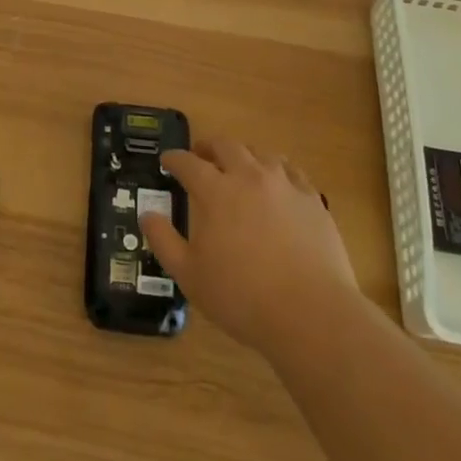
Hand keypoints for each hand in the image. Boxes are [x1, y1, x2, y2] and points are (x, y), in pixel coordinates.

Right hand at [139, 139, 360, 357]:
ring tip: (240, 168)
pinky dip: (278, 171)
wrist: (311, 315)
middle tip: (201, 156)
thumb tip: (147, 214)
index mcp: (216, 192)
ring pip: (261, 153)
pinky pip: (292, 172)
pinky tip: (278, 184)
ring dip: (244, 156)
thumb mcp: (190, 276)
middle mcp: (249, 177)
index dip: (174, 159)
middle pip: (226, 146)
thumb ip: (164, 241)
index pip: (188, 163)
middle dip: (208, 147)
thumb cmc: (243, 297)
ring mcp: (284, 185)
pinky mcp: (312, 199)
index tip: (167, 161)